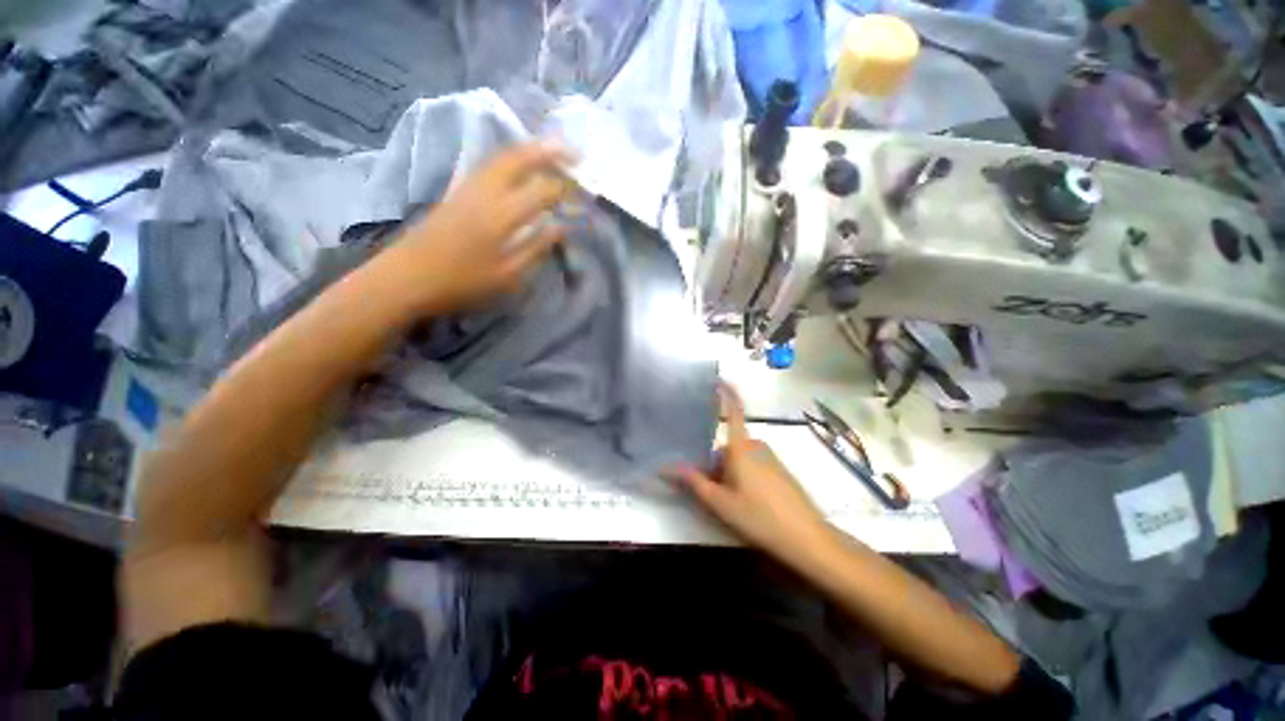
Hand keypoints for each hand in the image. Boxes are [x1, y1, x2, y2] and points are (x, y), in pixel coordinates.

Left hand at [390, 142, 572, 313]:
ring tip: (552, 152)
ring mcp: (468, 187)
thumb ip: (536, 248)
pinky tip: (519, 166)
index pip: (542, 191)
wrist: (406, 277)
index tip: (584, 193)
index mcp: (502, 215)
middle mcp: (486, 191)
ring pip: (502, 157)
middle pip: (520, 158)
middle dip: (550, 151)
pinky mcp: (457, 191)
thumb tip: (560, 228)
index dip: (566, 189)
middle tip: (573, 153)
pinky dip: (511, 158)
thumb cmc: (462, 283)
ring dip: (530, 150)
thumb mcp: (508, 276)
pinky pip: (490, 164)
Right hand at [669, 384, 833, 564]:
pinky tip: (747, 501)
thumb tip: (666, 467)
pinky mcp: (779, 471)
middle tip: (708, 488)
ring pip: (739, 457)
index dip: (727, 394)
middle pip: (728, 444)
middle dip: (715, 462)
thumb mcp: (720, 502)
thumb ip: (694, 482)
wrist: (807, 538)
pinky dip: (743, 475)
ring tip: (726, 499)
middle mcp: (757, 446)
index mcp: (741, 447)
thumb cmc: (759, 516)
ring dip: (728, 471)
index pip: (733, 412)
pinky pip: (753, 465)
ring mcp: (771, 458)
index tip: (718, 379)